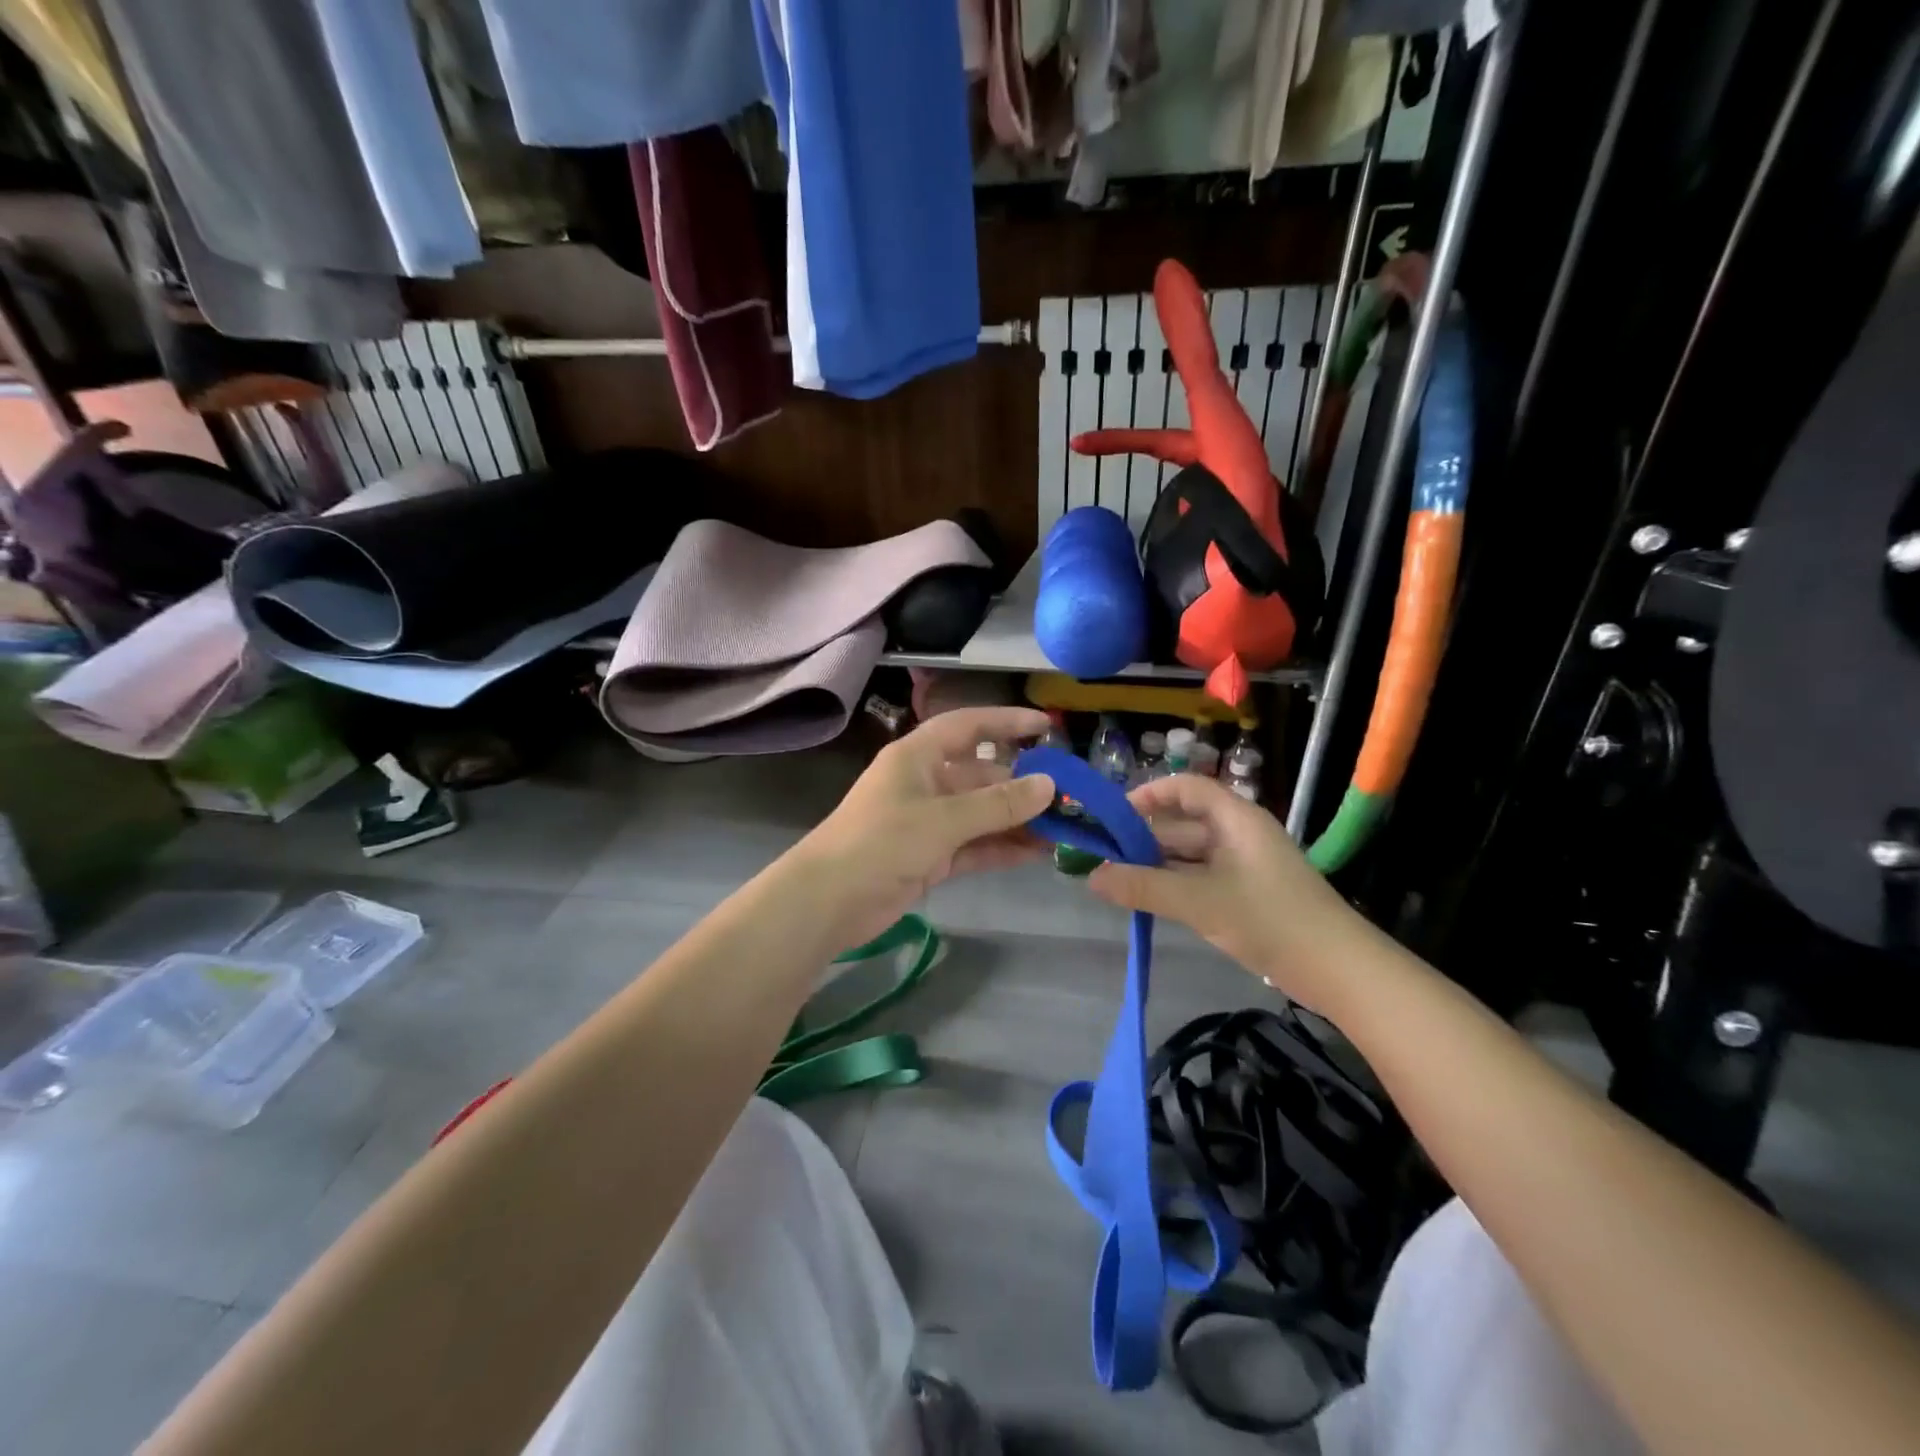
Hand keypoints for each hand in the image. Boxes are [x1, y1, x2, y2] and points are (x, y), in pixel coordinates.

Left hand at [792, 706, 1056, 947]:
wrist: (828, 901)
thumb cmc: (881, 842)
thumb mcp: (943, 819)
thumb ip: (998, 804)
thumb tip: (1049, 785)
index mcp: (919, 756)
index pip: (969, 726)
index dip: (1007, 722)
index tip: (1047, 726)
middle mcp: (925, 783)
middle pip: (982, 776)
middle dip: (1023, 786)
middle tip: (1070, 798)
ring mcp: (927, 822)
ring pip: (982, 815)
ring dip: (1018, 821)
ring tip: (1064, 829)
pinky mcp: (929, 857)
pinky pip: (974, 846)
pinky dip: (1002, 849)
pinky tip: (1037, 854)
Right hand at [1086, 772, 1367, 1012]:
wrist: (1339, 970)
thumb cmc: (1271, 920)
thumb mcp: (1200, 902)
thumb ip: (1144, 887)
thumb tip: (1091, 877)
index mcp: (1235, 818)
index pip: (1185, 788)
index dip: (1148, 795)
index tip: (1113, 818)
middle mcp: (1238, 834)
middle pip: (1182, 823)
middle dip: (1143, 839)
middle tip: (1102, 859)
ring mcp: (1244, 865)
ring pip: (1189, 855)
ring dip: (1155, 865)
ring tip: (1116, 882)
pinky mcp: (1247, 893)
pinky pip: (1200, 878)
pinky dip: (1174, 885)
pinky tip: (1149, 901)